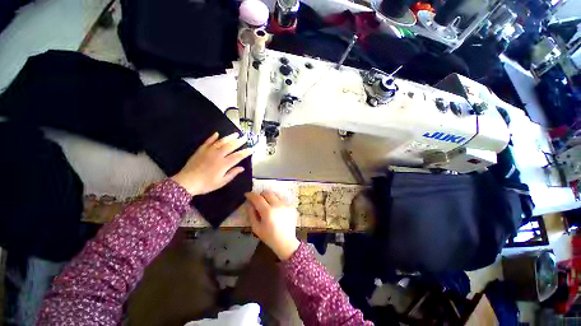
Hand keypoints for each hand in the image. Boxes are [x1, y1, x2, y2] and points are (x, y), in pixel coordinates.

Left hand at [171, 132, 252, 195]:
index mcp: (224, 164)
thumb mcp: (222, 182)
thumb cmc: (206, 184)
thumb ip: (232, 173)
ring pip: (221, 142)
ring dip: (229, 137)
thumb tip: (242, 168)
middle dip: (239, 142)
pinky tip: (217, 133)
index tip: (252, 149)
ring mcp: (209, 151)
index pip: (238, 156)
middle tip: (245, 138)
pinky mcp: (201, 150)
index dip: (246, 152)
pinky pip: (208, 141)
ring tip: (235, 134)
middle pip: (231, 146)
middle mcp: (218, 155)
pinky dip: (213, 137)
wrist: (186, 182)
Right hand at [245, 191, 299, 259]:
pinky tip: (276, 209)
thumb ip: (251, 214)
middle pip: (267, 193)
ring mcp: (286, 205)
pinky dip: (276, 201)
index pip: (258, 198)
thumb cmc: (269, 237)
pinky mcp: (291, 206)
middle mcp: (278, 205)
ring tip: (267, 205)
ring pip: (275, 195)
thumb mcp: (256, 228)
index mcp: (268, 211)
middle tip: (257, 200)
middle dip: (260, 195)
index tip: (247, 194)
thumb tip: (249, 203)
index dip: (251, 195)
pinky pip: (281, 199)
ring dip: (269, 197)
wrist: (286, 242)